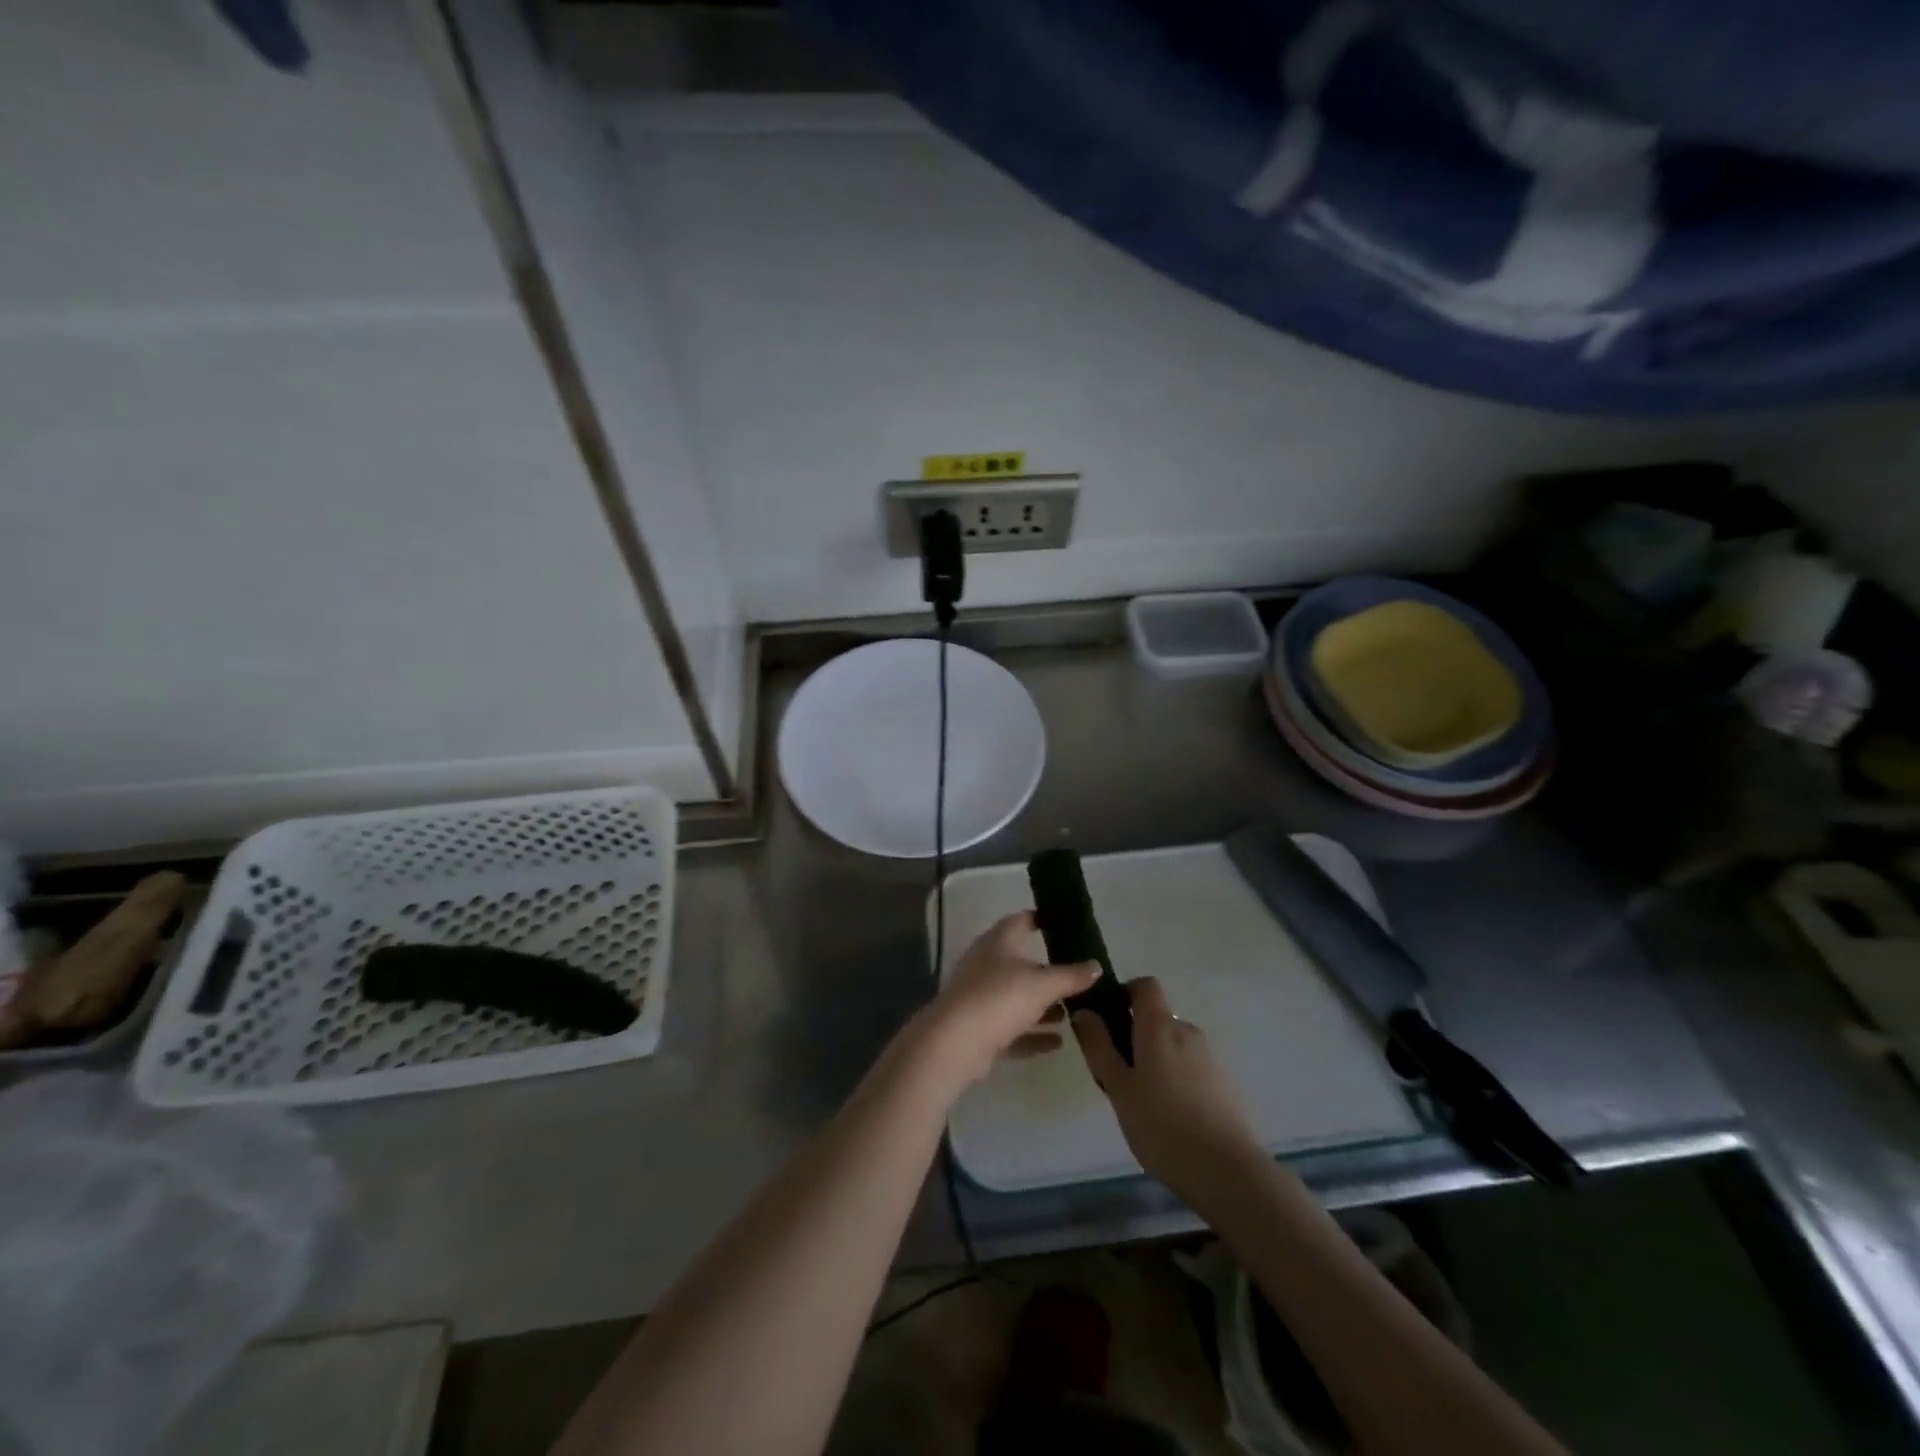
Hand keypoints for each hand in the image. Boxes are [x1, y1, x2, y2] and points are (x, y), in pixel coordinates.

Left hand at [917, 912, 1100, 1089]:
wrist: (955, 1043)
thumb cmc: (1000, 998)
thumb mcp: (1043, 984)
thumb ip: (1071, 976)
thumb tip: (1096, 965)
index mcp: (998, 942)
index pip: (1021, 920)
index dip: (1042, 919)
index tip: (1066, 924)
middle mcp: (987, 964)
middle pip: (1021, 962)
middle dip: (1049, 971)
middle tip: (1079, 977)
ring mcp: (981, 997)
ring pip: (1017, 997)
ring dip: (1042, 1006)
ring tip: (1073, 1013)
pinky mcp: (980, 1029)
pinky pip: (1012, 1028)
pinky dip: (1033, 1034)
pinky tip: (1057, 1043)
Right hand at [1073, 978, 1262, 1202]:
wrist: (1227, 1172)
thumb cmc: (1161, 1125)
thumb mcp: (1118, 1087)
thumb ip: (1098, 1046)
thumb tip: (1083, 1010)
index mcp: (1159, 1026)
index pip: (1145, 985)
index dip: (1124, 993)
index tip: (1107, 1020)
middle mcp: (1187, 1031)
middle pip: (1156, 1018)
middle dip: (1134, 1036)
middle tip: (1116, 1076)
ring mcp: (1209, 1057)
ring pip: (1173, 1046)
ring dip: (1154, 1060)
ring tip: (1141, 1103)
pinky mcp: (1224, 1084)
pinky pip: (1190, 1067)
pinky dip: (1175, 1079)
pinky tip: (1169, 1117)